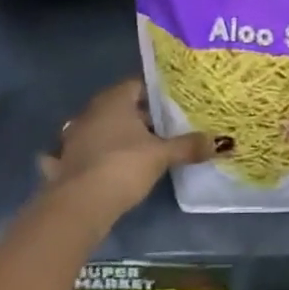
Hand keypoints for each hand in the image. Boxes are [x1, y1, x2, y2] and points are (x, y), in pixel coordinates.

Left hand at [41, 79, 221, 219]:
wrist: (79, 204)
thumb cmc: (122, 166)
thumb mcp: (161, 156)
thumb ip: (188, 146)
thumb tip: (223, 142)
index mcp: (114, 100)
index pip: (137, 85)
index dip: (156, 94)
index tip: (174, 106)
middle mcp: (91, 111)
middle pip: (120, 106)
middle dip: (141, 116)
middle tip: (166, 128)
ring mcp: (74, 136)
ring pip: (103, 128)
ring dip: (119, 136)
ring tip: (143, 149)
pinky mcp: (65, 161)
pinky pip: (88, 150)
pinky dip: (99, 154)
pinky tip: (113, 167)